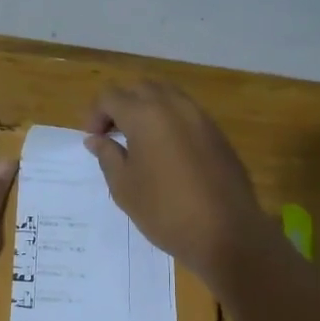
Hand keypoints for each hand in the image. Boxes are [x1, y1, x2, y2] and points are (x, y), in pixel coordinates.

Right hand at [84, 81, 270, 286]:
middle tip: (112, 135)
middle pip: (140, 88)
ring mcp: (201, 117)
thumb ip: (107, 156)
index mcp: (146, 115)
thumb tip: (96, 139)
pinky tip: (165, 151)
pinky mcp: (217, 133)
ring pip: (167, 96)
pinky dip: (169, 120)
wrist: (226, 232)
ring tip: (138, 141)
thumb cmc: (165, 211)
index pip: (111, 96)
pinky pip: (187, 113)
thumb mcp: (124, 187)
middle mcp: (174, 106)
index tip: (93, 140)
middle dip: (121, 105)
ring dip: (147, 109)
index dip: (95, 114)